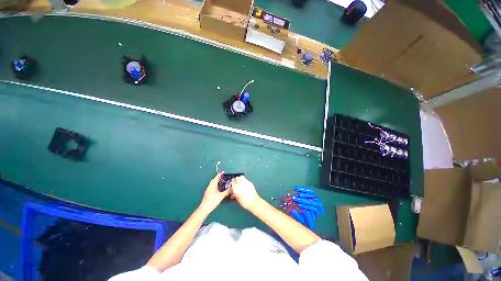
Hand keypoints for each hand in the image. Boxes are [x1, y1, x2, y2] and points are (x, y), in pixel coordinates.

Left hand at [199, 172, 229, 212]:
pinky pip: (211, 186)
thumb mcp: (221, 196)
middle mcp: (210, 186)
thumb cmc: (213, 201)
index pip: (216, 178)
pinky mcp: (207, 192)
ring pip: (212, 183)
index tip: (223, 172)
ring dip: (216, 181)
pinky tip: (217, 188)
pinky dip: (214, 184)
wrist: (205, 208)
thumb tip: (232, 189)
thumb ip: (227, 192)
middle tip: (222, 177)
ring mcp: (208, 189)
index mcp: (213, 185)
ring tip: (220, 182)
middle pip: (213, 179)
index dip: (220, 174)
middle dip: (217, 177)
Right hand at [230, 176, 261, 210]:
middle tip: (236, 183)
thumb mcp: (237, 199)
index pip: (232, 181)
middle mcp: (240, 184)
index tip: (232, 184)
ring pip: (241, 176)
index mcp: (236, 188)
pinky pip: (245, 179)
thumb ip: (234, 194)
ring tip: (240, 182)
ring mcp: (245, 182)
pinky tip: (245, 185)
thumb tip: (233, 192)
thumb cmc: (245, 202)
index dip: (232, 182)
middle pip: (237, 178)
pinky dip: (244, 180)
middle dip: (236, 180)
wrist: (254, 202)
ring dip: (240, 179)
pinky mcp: (250, 182)